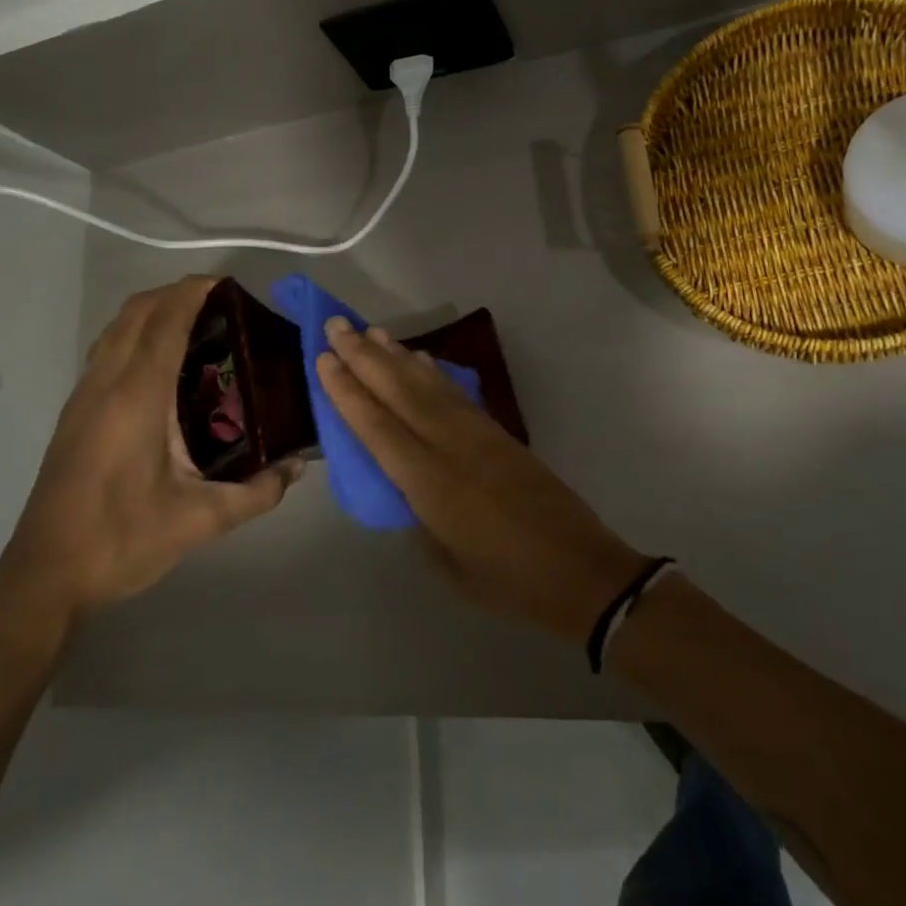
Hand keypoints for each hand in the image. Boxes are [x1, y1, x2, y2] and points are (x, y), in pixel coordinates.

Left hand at [0, 276, 302, 623]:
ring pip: (115, 329)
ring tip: (197, 323)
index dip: (192, 294)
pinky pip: (107, 350)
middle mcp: (105, 385)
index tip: (227, 284)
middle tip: (221, 304)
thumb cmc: (121, 541)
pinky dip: (136, 334)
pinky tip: (163, 364)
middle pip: (135, 313)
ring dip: (152, 311)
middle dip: (175, 294)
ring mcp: (83, 397)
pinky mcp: (75, 413)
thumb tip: (297, 467)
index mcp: (136, 399)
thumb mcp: (200, 521)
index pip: (164, 324)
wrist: (45, 576)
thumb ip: (257, 492)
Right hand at [316, 317, 646, 642]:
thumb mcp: (447, 565)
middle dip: (365, 357)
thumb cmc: (508, 581)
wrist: (581, 570)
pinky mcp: (500, 433)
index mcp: (432, 486)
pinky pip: (457, 394)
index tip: (325, 359)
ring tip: (371, 331)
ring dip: (397, 356)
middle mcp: (453, 448)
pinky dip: (433, 373)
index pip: (379, 429)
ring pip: (429, 386)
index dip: (349, 392)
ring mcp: (480, 435)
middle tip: (337, 325)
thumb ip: (416, 518)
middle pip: (401, 393)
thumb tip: (399, 485)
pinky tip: (419, 359)